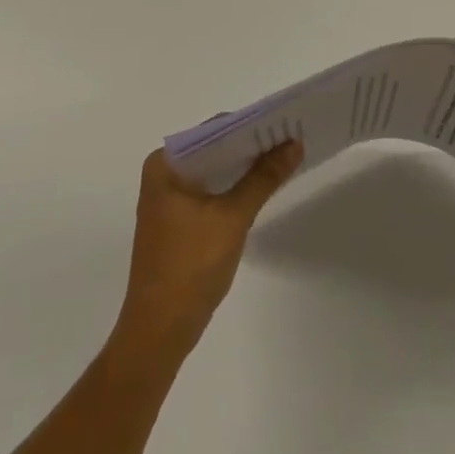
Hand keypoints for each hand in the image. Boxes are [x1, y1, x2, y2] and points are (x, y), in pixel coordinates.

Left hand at [111, 142, 301, 363]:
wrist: (160, 332)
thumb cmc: (190, 267)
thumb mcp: (233, 217)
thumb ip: (264, 177)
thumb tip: (294, 143)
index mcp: (165, 164)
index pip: (214, 129)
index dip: (250, 125)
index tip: (284, 121)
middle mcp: (163, 173)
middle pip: (215, 148)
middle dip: (251, 145)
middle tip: (291, 136)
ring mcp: (169, 198)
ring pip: (215, 170)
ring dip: (245, 166)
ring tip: (284, 156)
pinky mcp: (178, 220)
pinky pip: (211, 189)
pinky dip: (235, 186)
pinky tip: (263, 185)